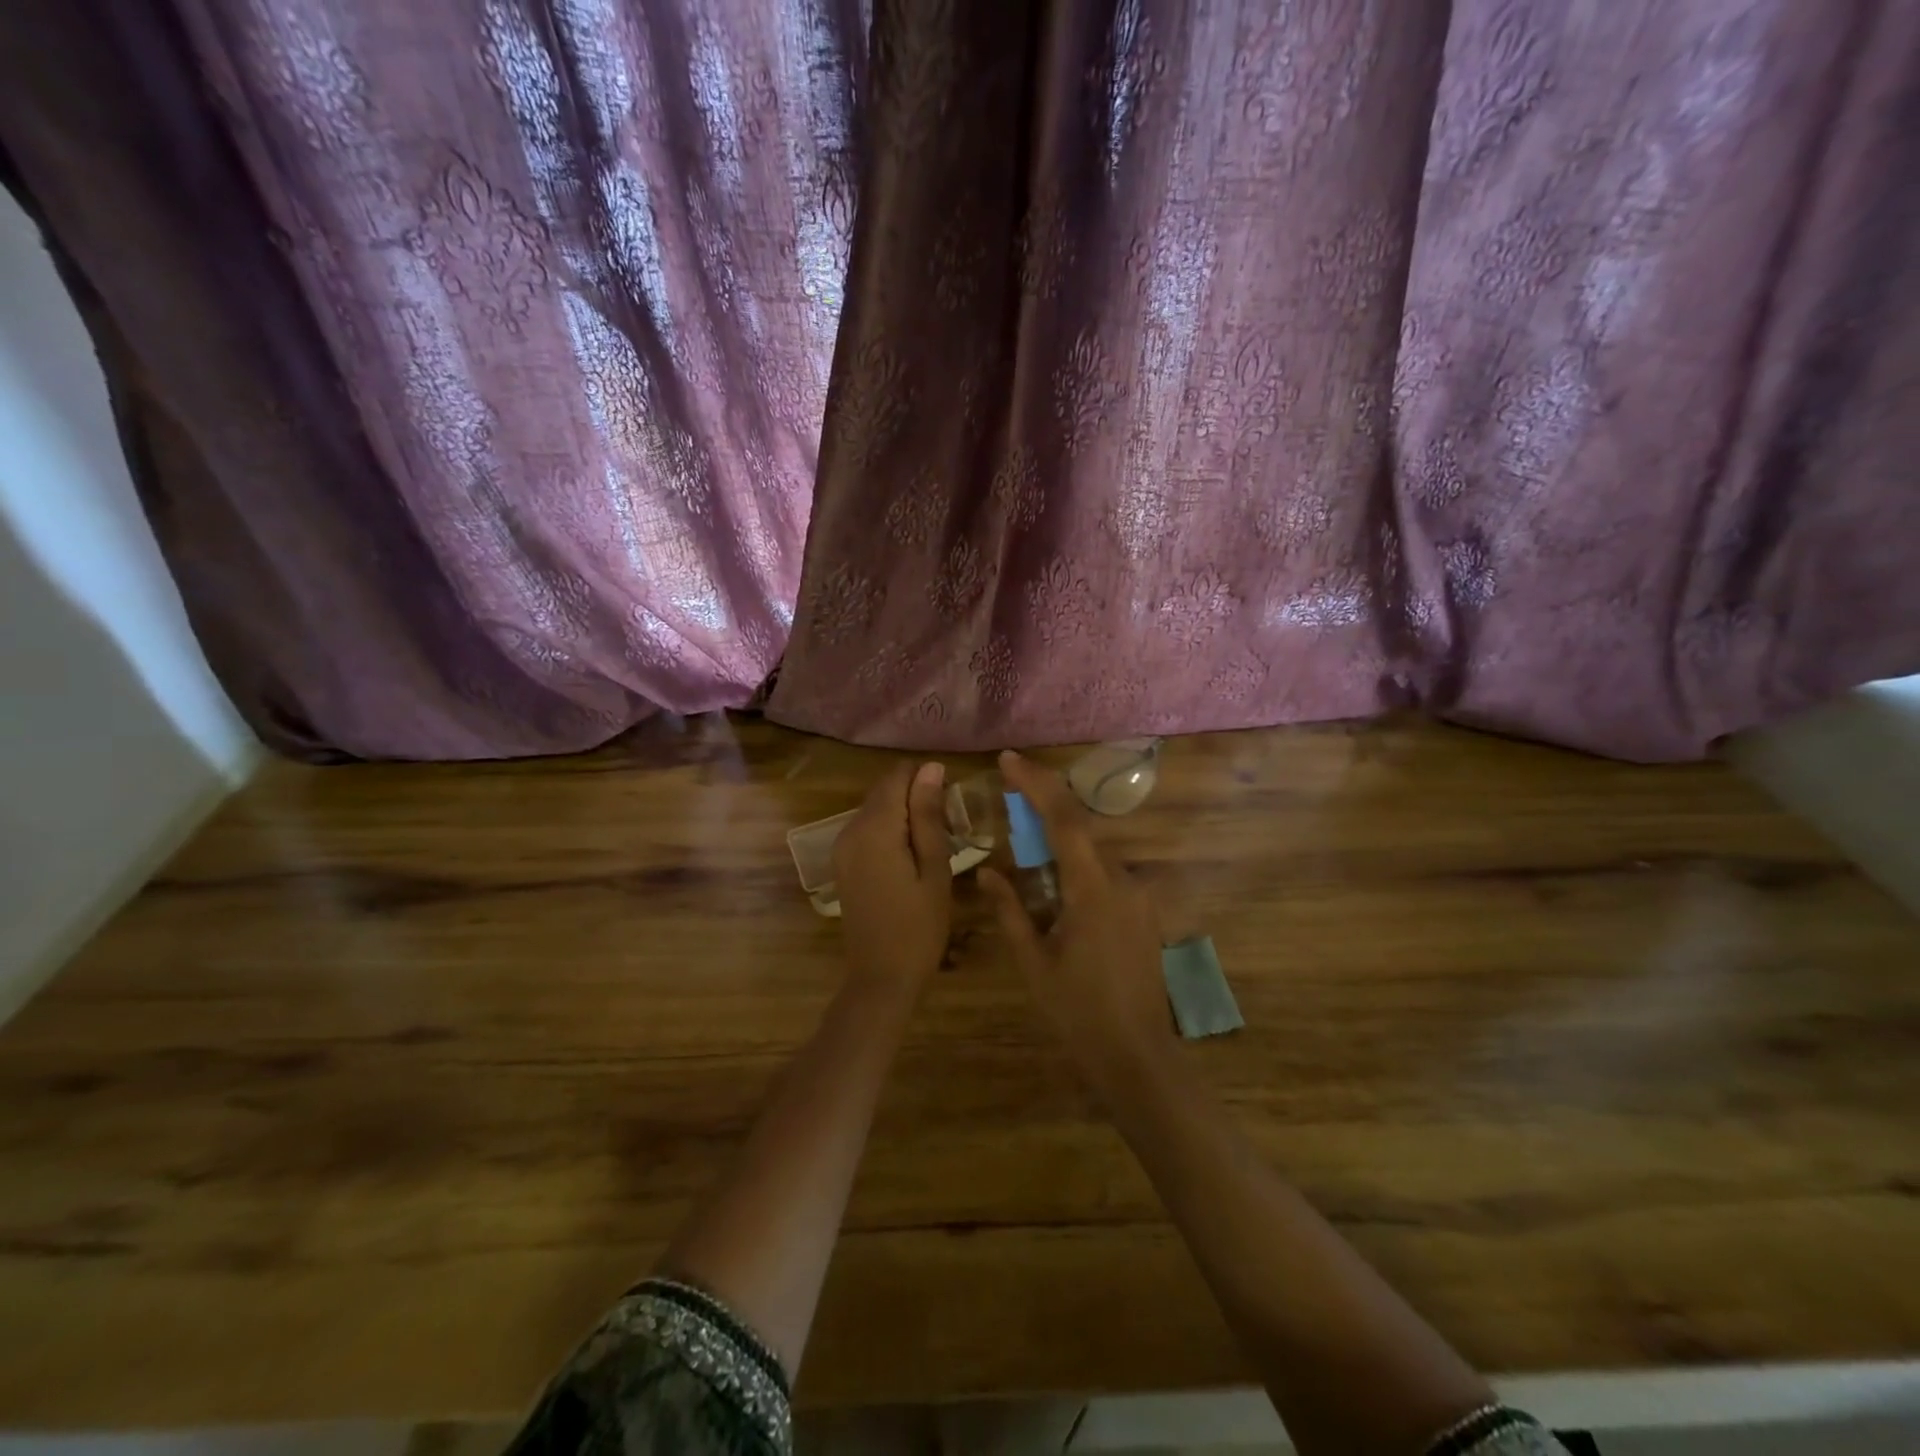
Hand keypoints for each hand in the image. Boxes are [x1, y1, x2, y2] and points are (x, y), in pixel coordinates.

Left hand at [833, 760, 952, 992]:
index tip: (951, 804)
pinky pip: (867, 829)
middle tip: (948, 827)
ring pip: (876, 809)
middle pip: (884, 790)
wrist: (881, 978)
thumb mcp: (934, 868)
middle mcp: (850, 829)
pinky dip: (890, 830)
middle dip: (915, 796)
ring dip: (904, 813)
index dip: (926, 779)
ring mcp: (842, 847)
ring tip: (935, 842)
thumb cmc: (919, 926)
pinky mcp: (843, 863)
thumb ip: (929, 815)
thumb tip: (931, 767)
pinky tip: (911, 856)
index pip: (897, 777)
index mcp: (875, 828)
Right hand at [980, 751, 1176, 1100]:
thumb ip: (1010, 911)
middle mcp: (1122, 880)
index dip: (1036, 784)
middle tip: (1010, 790)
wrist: (1137, 1057)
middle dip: (1045, 803)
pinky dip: (1078, 859)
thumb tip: (987, 872)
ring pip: (1095, 848)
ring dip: (1062, 833)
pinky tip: (1055, 874)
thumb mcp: (1033, 963)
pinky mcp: (1144, 911)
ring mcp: (1139, 895)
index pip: (1064, 820)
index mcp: (1092, 889)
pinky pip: (1106, 871)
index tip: (1009, 760)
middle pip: (1081, 826)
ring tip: (1026, 829)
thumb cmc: (1077, 1012)